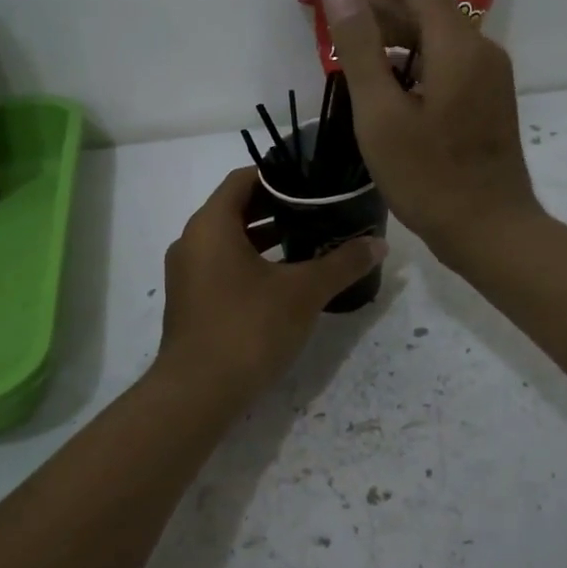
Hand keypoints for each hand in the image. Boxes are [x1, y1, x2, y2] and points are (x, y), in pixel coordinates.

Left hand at [156, 168, 387, 406]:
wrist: (198, 393)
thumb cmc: (248, 328)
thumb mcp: (303, 292)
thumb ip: (342, 264)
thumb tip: (379, 244)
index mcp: (211, 225)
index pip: (243, 179)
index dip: (279, 174)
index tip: (313, 180)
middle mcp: (192, 242)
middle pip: (237, 209)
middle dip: (278, 207)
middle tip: (320, 208)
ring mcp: (188, 274)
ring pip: (230, 241)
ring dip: (267, 237)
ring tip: (310, 240)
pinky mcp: (192, 302)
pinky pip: (223, 266)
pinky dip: (253, 263)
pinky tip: (286, 279)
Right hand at [321, 0, 543, 266]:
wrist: (490, 230)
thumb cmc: (429, 179)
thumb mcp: (381, 115)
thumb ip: (360, 47)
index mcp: (458, 47)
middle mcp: (481, 51)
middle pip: (429, 3)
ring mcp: (488, 77)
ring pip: (436, 33)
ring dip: (394, 22)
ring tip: (350, 19)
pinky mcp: (486, 100)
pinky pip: (444, 59)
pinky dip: (411, 52)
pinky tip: (384, 64)